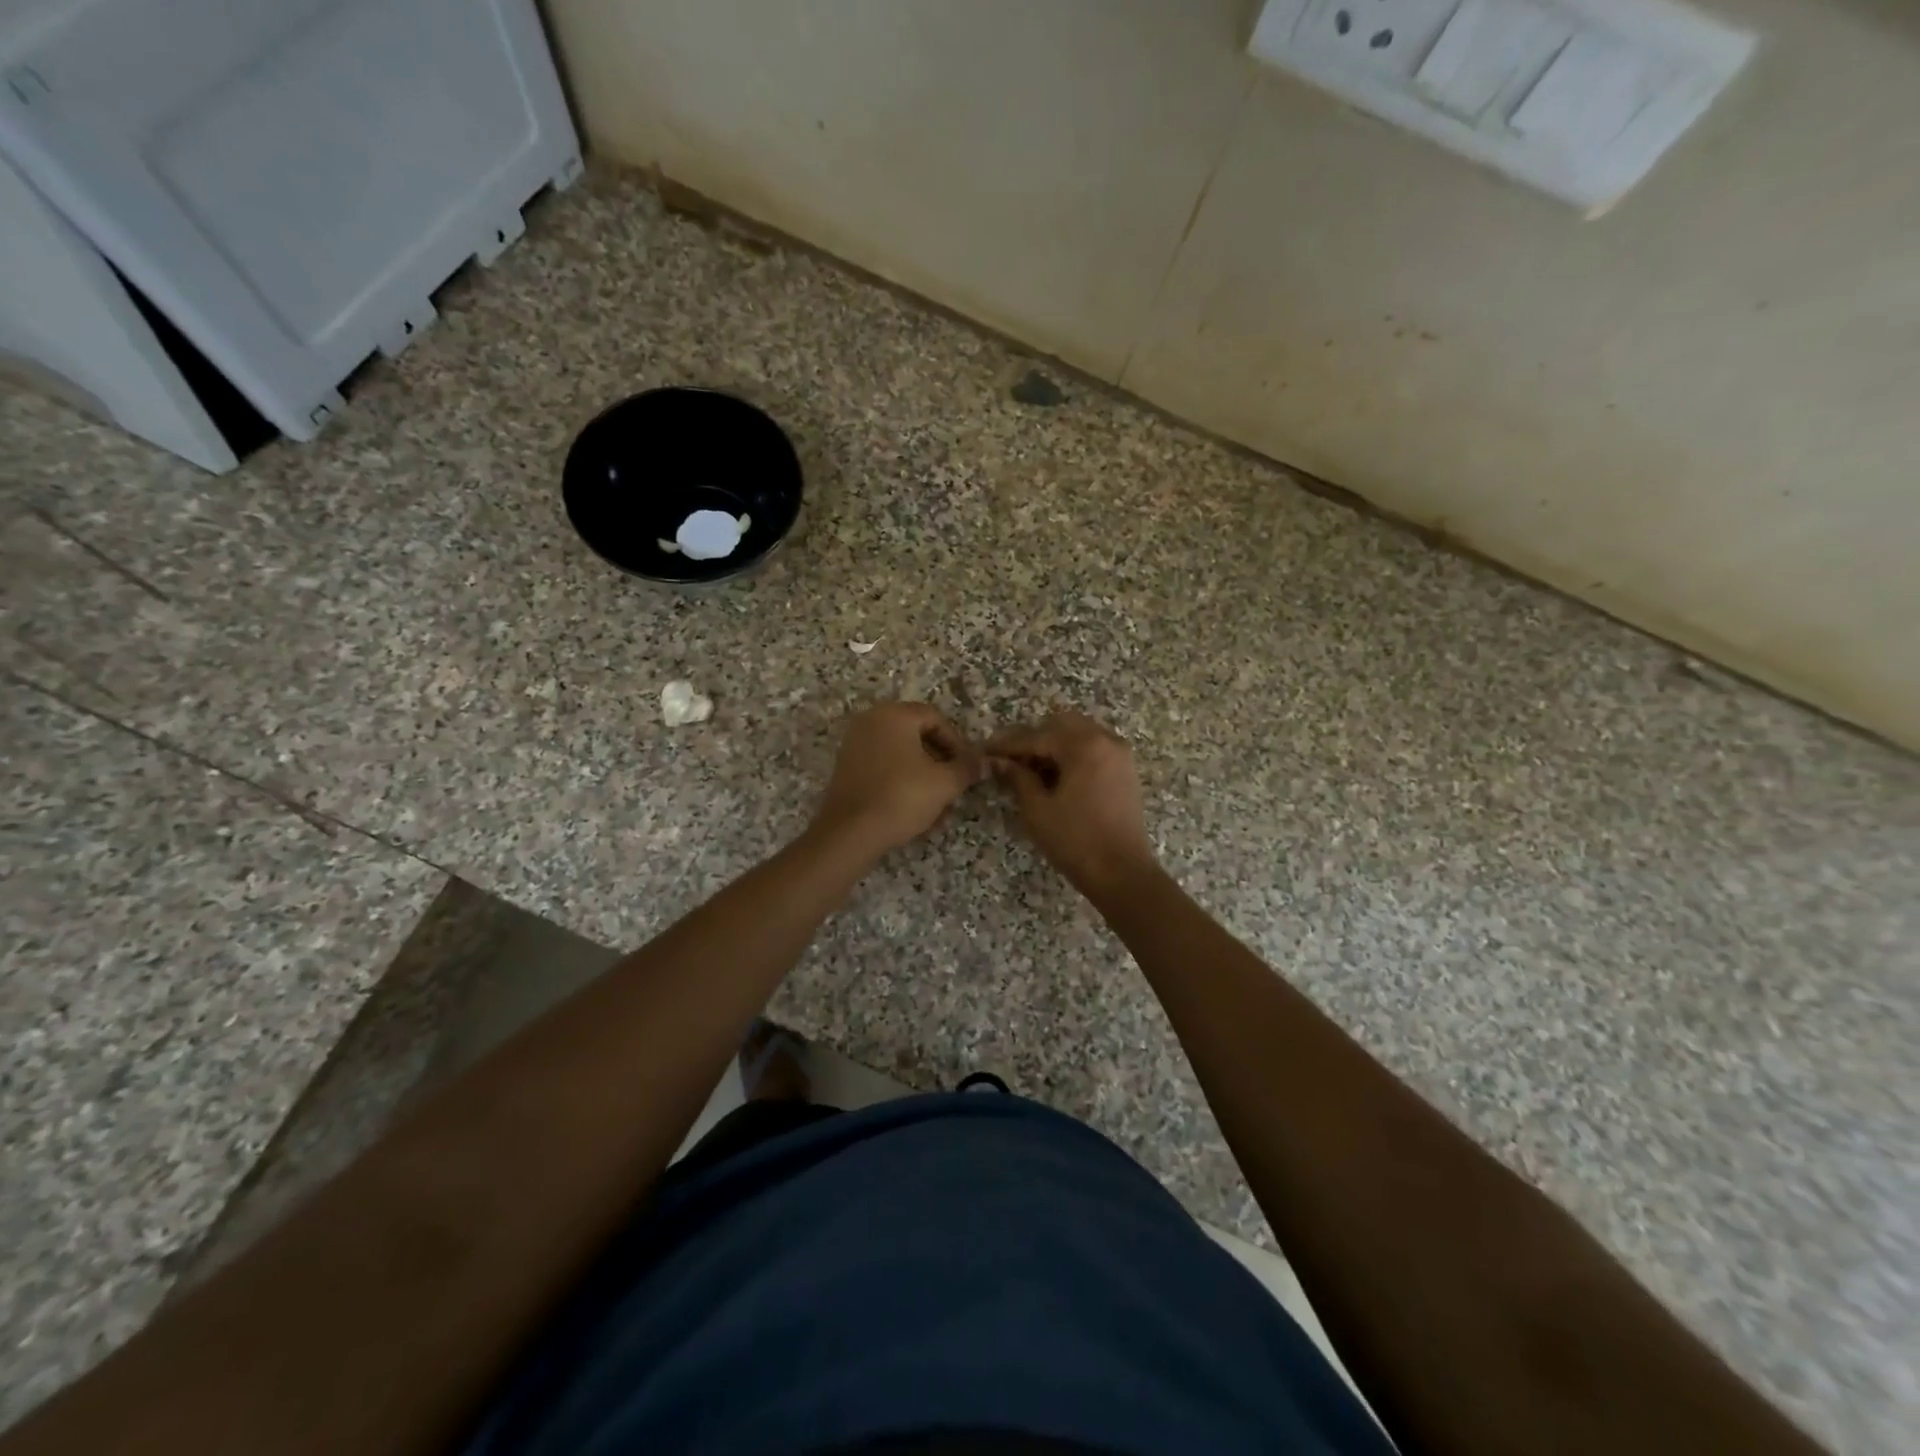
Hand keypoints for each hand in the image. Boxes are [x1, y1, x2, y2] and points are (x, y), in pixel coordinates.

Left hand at [811, 702, 983, 856]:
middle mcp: (871, 721)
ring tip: (938, 811)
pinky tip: (915, 814)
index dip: (957, 743)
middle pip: (917, 737)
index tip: (966, 769)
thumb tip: (984, 761)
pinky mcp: (847, 769)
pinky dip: (902, 785)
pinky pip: (883, 769)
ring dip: (924, 779)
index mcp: (894, 715)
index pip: (936, 718)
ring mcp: (855, 745)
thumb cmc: (902, 797)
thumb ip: (968, 767)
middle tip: (954, 789)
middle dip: (940, 765)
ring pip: (901, 757)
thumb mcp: (945, 783)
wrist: (850, 833)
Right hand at [987, 709, 1157, 898]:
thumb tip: (998, 761)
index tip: (985, 751)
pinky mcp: (1125, 770)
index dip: (1008, 745)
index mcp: (1084, 745)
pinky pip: (1094, 748)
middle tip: (1008, 760)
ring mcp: (1120, 754)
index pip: (1037, 736)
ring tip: (1029, 769)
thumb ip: (1017, 778)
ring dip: (1053, 744)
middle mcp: (1105, 740)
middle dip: (1033, 739)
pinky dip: (1072, 754)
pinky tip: (1055, 776)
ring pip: (1079, 734)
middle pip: (1060, 725)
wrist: (1123, 873)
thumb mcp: (1037, 809)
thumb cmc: (1075, 841)